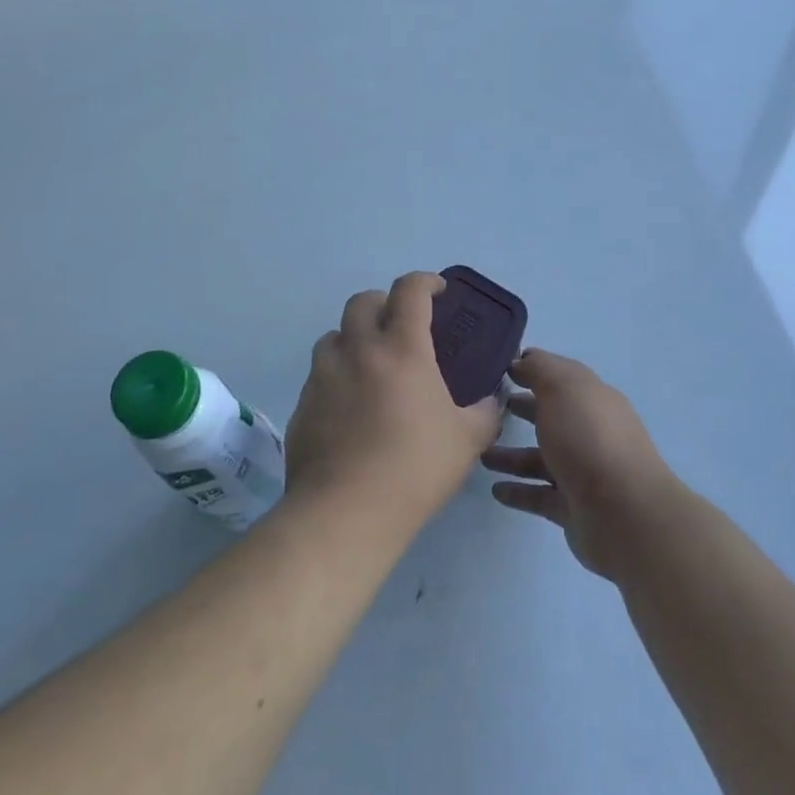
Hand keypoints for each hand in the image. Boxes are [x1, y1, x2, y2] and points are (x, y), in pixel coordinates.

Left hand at [285, 272, 504, 528]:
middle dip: (384, 303)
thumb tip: (491, 401)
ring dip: (354, 338)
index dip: (426, 281)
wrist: (345, 512)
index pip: (410, 290)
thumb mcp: (467, 440)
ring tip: (371, 366)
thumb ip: (484, 412)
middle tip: (401, 326)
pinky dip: (337, 376)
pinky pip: (319, 375)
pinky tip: (350, 408)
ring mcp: (324, 376)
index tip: (438, 290)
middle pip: (363, 301)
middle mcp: (358, 350)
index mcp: (402, 348)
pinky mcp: (303, 405)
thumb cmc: (414, 468)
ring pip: (334, 335)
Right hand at [481, 349, 680, 580]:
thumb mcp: (562, 388)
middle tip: (488, 408)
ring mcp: (584, 472)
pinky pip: (539, 495)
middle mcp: (591, 432)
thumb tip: (521, 360)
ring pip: (542, 458)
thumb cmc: (589, 438)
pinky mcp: (573, 507)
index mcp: (593, 399)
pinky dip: (518, 491)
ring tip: (480, 453)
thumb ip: (539, 369)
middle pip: (553, 416)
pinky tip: (495, 489)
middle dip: (524, 409)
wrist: (622, 513)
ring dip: (512, 455)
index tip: (500, 368)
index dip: (534, 369)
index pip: (562, 377)